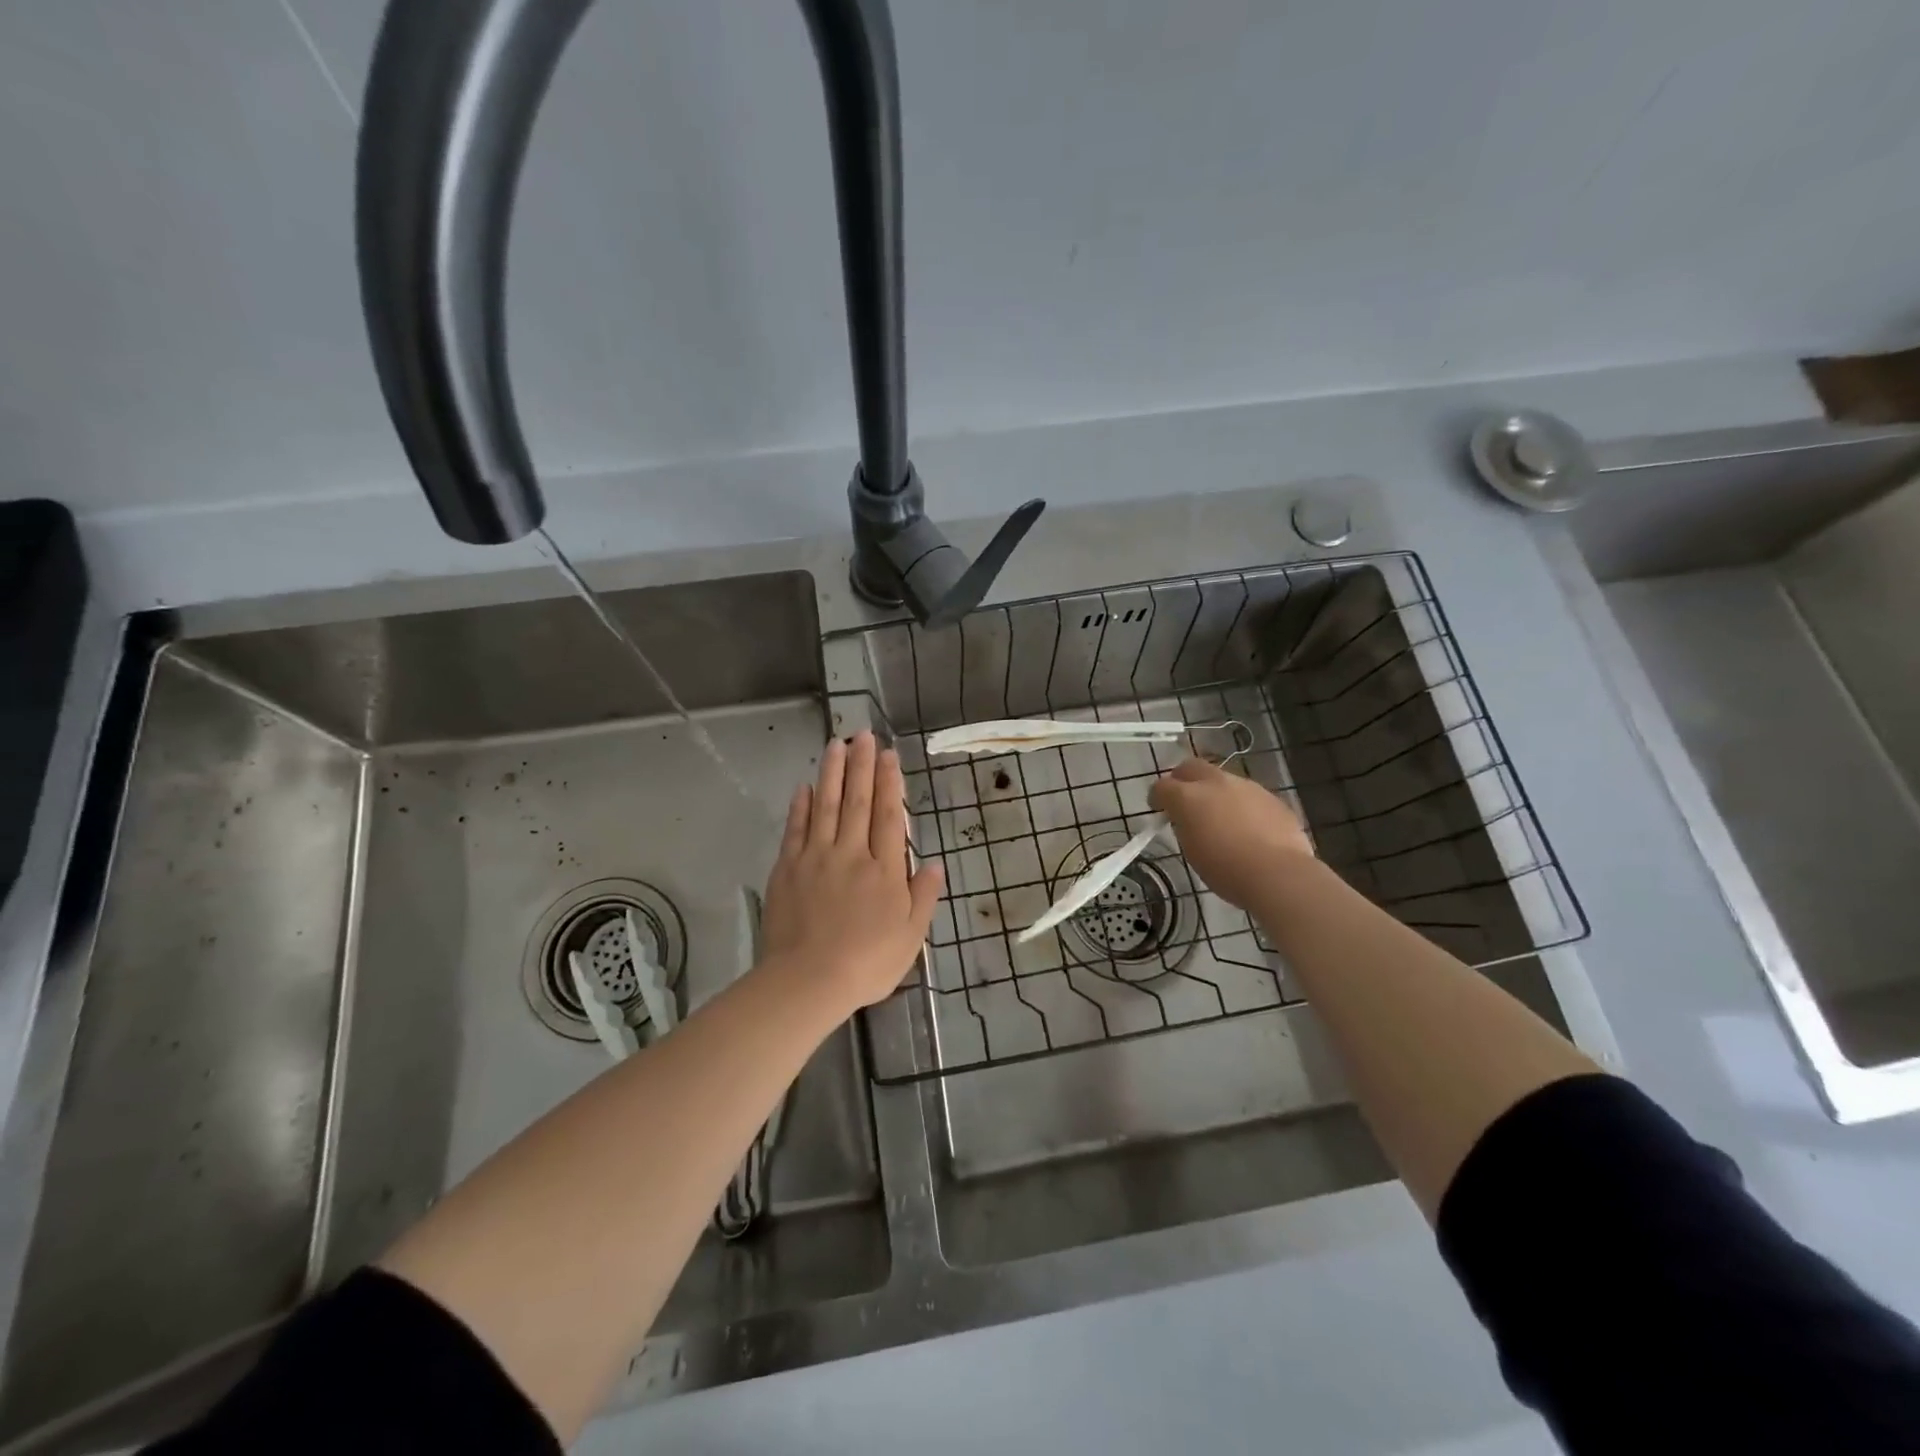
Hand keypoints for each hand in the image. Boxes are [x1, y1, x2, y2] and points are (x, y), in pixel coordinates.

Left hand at [760, 731, 944, 1015]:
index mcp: (884, 870)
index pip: (888, 816)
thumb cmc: (867, 963)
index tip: (889, 754)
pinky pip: (796, 829)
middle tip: (864, 735)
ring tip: (835, 744)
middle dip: (862, 765)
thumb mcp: (910, 937)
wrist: (808, 982)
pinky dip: (800, 806)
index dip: (889, 783)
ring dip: (831, 772)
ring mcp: (816, 858)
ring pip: (825, 805)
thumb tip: (937, 863)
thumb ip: (924, 897)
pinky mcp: (788, 869)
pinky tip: (804, 786)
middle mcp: (851, 853)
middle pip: (857, 801)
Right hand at [1148, 757, 1313, 909]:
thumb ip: (1186, 826)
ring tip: (1220, 817)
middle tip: (1184, 800)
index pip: (1162, 786)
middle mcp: (1216, 783)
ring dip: (1215, 792)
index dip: (1157, 797)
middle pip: (1191, 767)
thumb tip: (1188, 820)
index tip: (1158, 810)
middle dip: (1183, 780)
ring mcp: (1247, 787)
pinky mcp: (1271, 797)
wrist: (1278, 874)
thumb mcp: (1192, 850)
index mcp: (1189, 797)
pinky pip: (1249, 795)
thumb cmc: (1226, 870)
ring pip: (1223, 780)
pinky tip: (1248, 827)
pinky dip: (1241, 805)